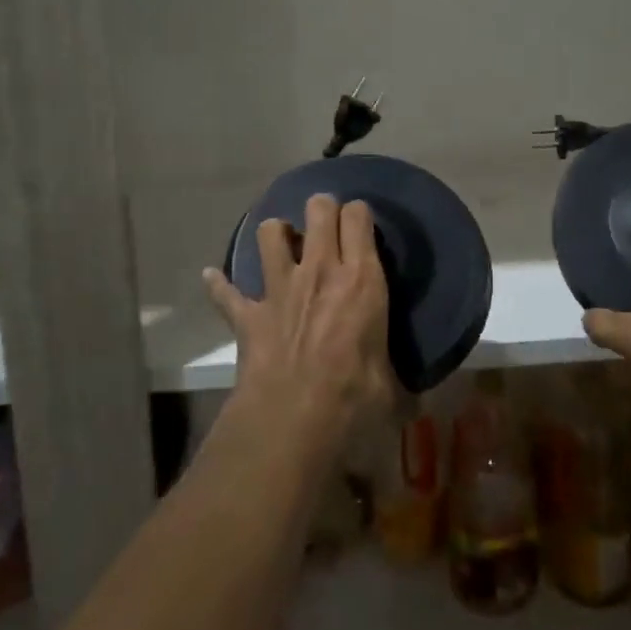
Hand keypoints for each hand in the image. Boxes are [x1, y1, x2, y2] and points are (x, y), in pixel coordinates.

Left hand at [202, 194, 392, 450]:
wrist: (292, 420)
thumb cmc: (353, 399)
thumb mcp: (393, 391)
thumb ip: (403, 385)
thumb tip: (417, 403)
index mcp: (361, 279)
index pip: (359, 217)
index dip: (359, 215)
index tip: (361, 226)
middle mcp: (320, 270)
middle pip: (318, 209)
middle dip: (322, 208)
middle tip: (326, 226)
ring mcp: (279, 287)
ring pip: (270, 233)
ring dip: (276, 234)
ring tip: (283, 246)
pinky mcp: (248, 314)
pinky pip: (225, 290)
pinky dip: (219, 284)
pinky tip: (213, 277)